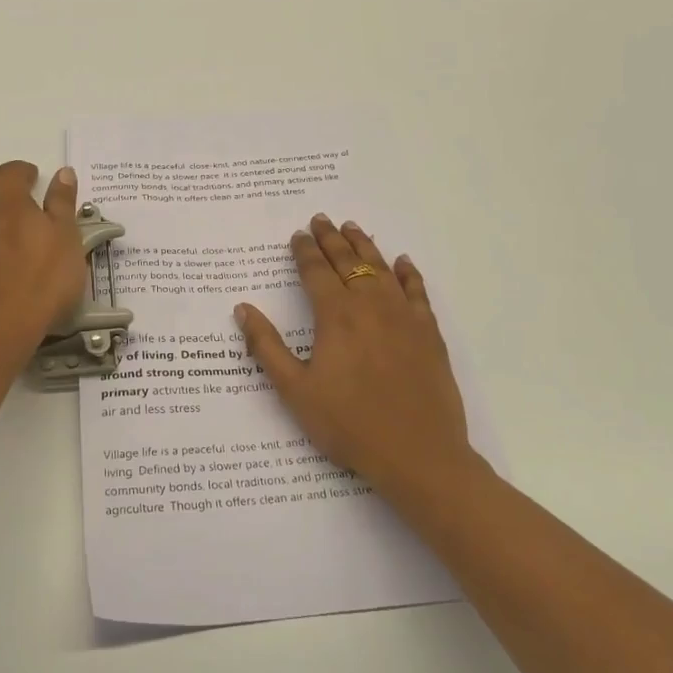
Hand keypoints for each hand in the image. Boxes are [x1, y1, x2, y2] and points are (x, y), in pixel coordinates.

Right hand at [235, 215, 475, 500]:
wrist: (416, 452)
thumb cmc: (348, 424)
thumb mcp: (295, 391)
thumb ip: (267, 347)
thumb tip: (243, 309)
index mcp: (335, 316)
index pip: (316, 272)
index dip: (304, 251)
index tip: (297, 235)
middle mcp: (370, 305)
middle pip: (349, 262)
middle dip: (331, 239)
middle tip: (321, 219)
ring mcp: (404, 316)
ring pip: (382, 269)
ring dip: (365, 246)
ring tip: (352, 228)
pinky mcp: (429, 332)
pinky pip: (417, 291)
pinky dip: (408, 273)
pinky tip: (403, 262)